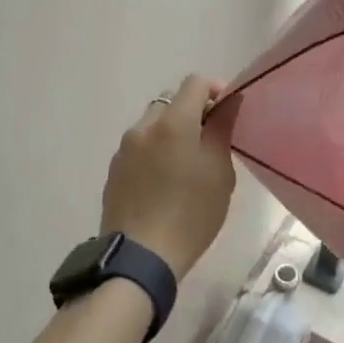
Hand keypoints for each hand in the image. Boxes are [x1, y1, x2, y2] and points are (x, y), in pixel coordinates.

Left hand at [100, 75, 237, 277]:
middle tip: (210, 140)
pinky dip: (155, 152)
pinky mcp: (114, 171)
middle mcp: (144, 127)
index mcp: (173, 122)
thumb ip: (223, 129)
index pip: (195, 83)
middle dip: (192, 111)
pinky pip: (139, 148)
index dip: (216, 90)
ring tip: (186, 164)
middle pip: (171, 101)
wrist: (141, 259)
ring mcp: (124, 149)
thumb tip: (230, 101)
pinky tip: (165, 182)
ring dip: (172, 132)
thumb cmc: (191, 214)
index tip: (229, 111)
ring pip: (153, 125)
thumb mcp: (219, 172)